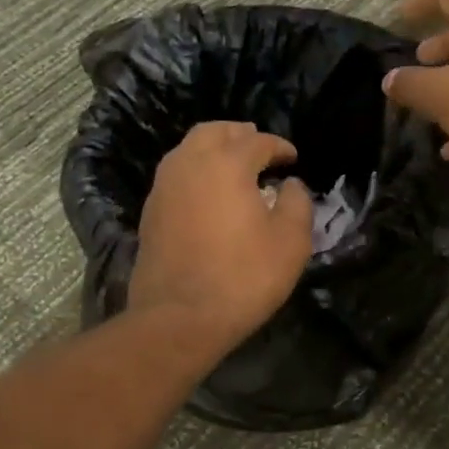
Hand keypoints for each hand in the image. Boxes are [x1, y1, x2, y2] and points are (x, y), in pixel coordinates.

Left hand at [129, 122, 314, 352]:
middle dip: (240, 135)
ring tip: (234, 168)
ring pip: (188, 150)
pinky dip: (196, 173)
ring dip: (214, 150)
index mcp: (226, 164)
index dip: (279, 146)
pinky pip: (176, 176)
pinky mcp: (150, 212)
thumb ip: (297, 204)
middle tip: (260, 149)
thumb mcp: (291, 243)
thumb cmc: (243, 277)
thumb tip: (291, 185)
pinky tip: (210, 195)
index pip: (257, 141)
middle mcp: (189, 164)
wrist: (180, 317)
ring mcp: (164, 187)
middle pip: (214, 132)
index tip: (293, 158)